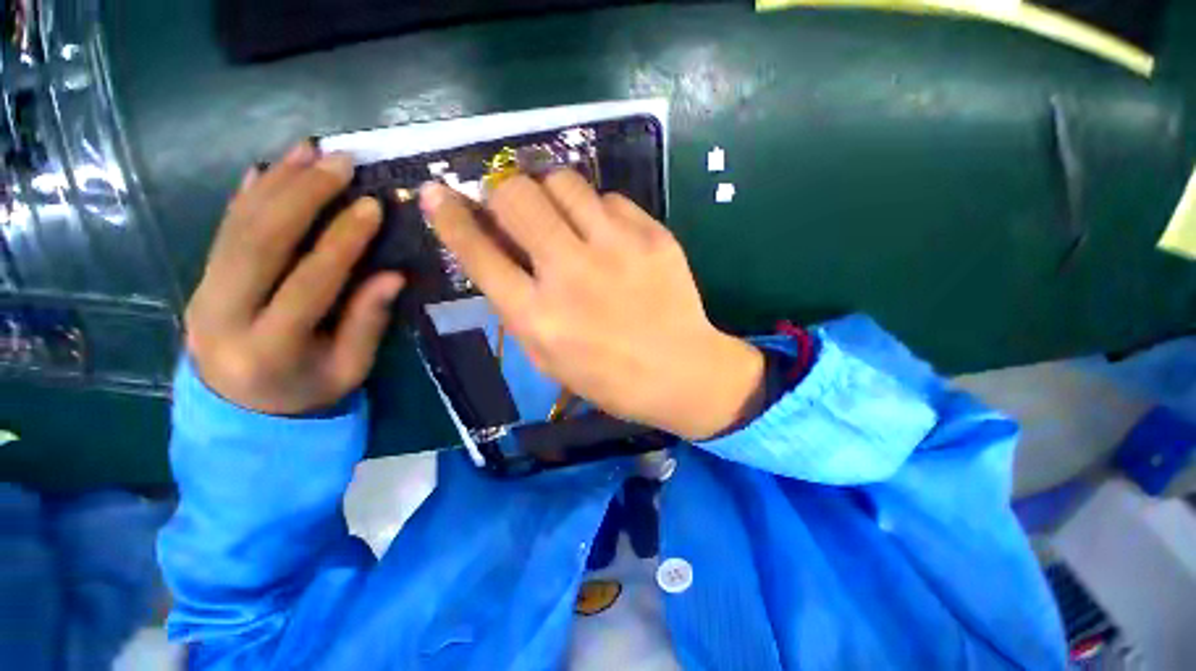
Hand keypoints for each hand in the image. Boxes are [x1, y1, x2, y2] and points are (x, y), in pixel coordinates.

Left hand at [185, 141, 404, 414]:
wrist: (239, 410)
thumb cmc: (307, 391)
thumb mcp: (349, 369)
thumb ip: (367, 323)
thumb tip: (392, 275)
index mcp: (271, 347)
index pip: (309, 282)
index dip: (342, 241)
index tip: (372, 205)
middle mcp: (226, 314)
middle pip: (260, 242)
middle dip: (302, 194)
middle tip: (340, 162)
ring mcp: (204, 293)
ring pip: (238, 226)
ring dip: (276, 182)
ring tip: (309, 151)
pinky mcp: (200, 280)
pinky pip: (223, 230)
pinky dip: (247, 195)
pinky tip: (266, 168)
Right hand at [421, 171, 763, 440]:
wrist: (680, 371)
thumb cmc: (610, 377)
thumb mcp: (548, 357)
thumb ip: (517, 305)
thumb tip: (495, 252)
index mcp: (537, 316)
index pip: (478, 252)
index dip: (451, 217)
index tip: (438, 193)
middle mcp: (570, 274)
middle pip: (516, 197)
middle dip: (503, 193)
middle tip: (513, 206)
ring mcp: (615, 249)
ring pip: (563, 181)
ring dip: (550, 191)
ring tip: (560, 214)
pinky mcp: (652, 235)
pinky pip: (609, 198)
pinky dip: (597, 210)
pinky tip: (605, 233)